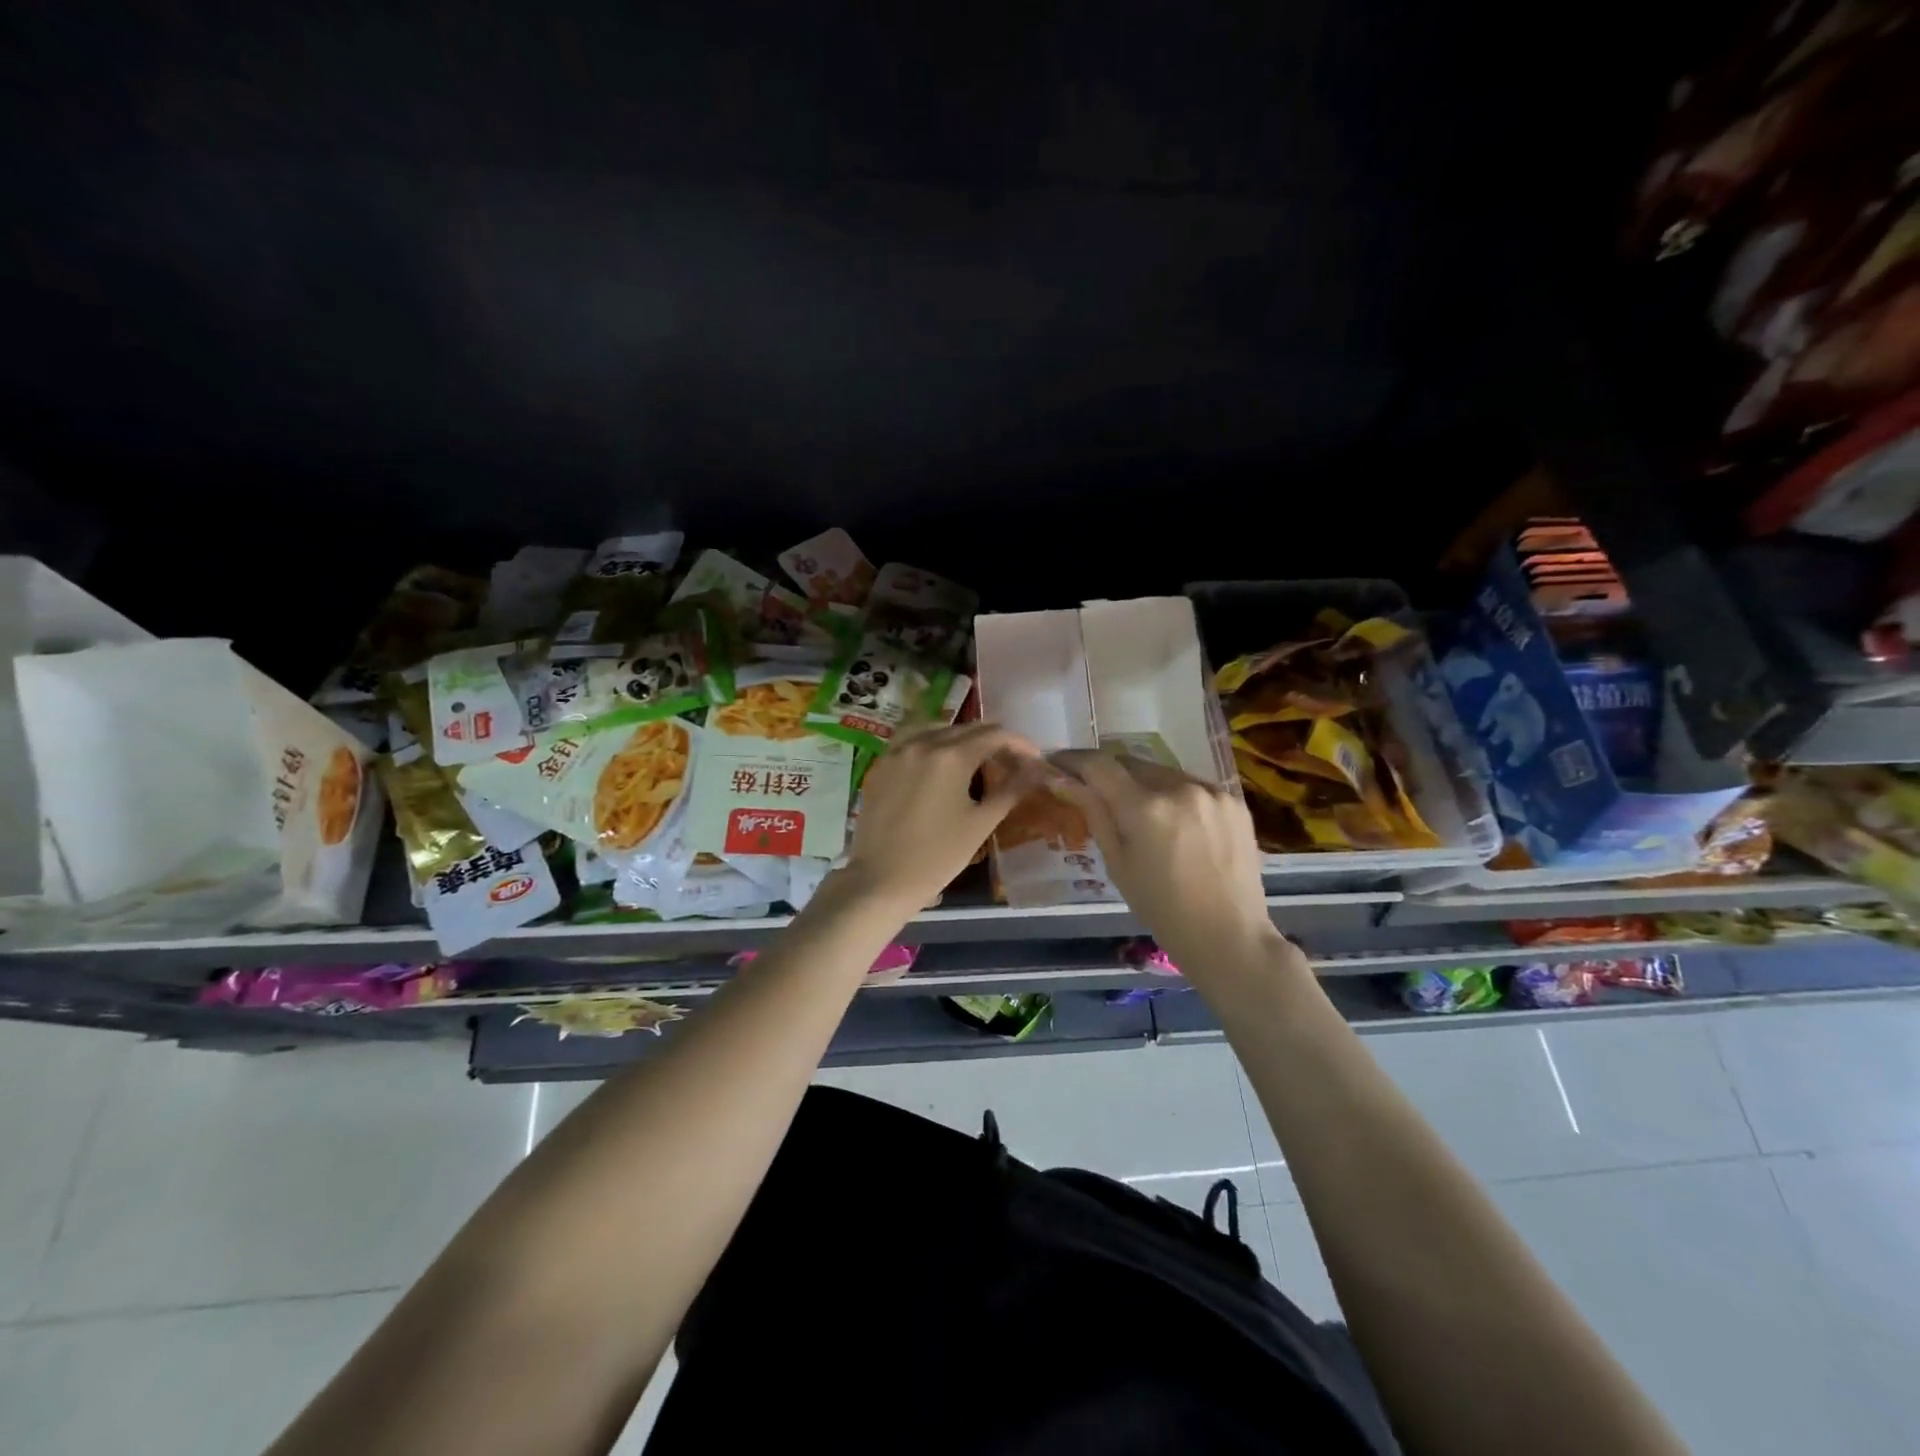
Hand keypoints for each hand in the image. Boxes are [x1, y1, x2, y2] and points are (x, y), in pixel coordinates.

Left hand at [837, 723, 1044, 915]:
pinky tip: (940, 761)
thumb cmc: (937, 856)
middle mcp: (923, 743)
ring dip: (962, 737)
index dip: (1019, 744)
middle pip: (967, 729)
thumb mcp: (980, 824)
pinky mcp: (881, 765)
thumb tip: (1034, 771)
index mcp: (952, 756)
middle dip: (994, 741)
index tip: (1034, 760)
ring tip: (976, 758)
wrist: (881, 879)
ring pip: (937, 729)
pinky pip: (911, 739)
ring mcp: (898, 751)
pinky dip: (932, 742)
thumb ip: (1010, 791)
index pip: (995, 735)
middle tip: (1011, 762)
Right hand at [1050, 751, 1284, 976]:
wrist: (1229, 935)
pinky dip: (1175, 795)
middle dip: (1108, 772)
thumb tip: (1064, 780)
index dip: (1074, 759)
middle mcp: (1179, 787)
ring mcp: (1211, 790)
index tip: (1057, 763)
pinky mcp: (1233, 799)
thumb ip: (1094, 813)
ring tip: (1137, 810)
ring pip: (1162, 772)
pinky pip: (1191, 785)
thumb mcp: (1117, 863)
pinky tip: (1174, 822)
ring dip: (1143, 783)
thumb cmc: (1161, 908)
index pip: (1099, 765)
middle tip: (1093, 788)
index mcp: (1145, 808)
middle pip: (1131, 763)